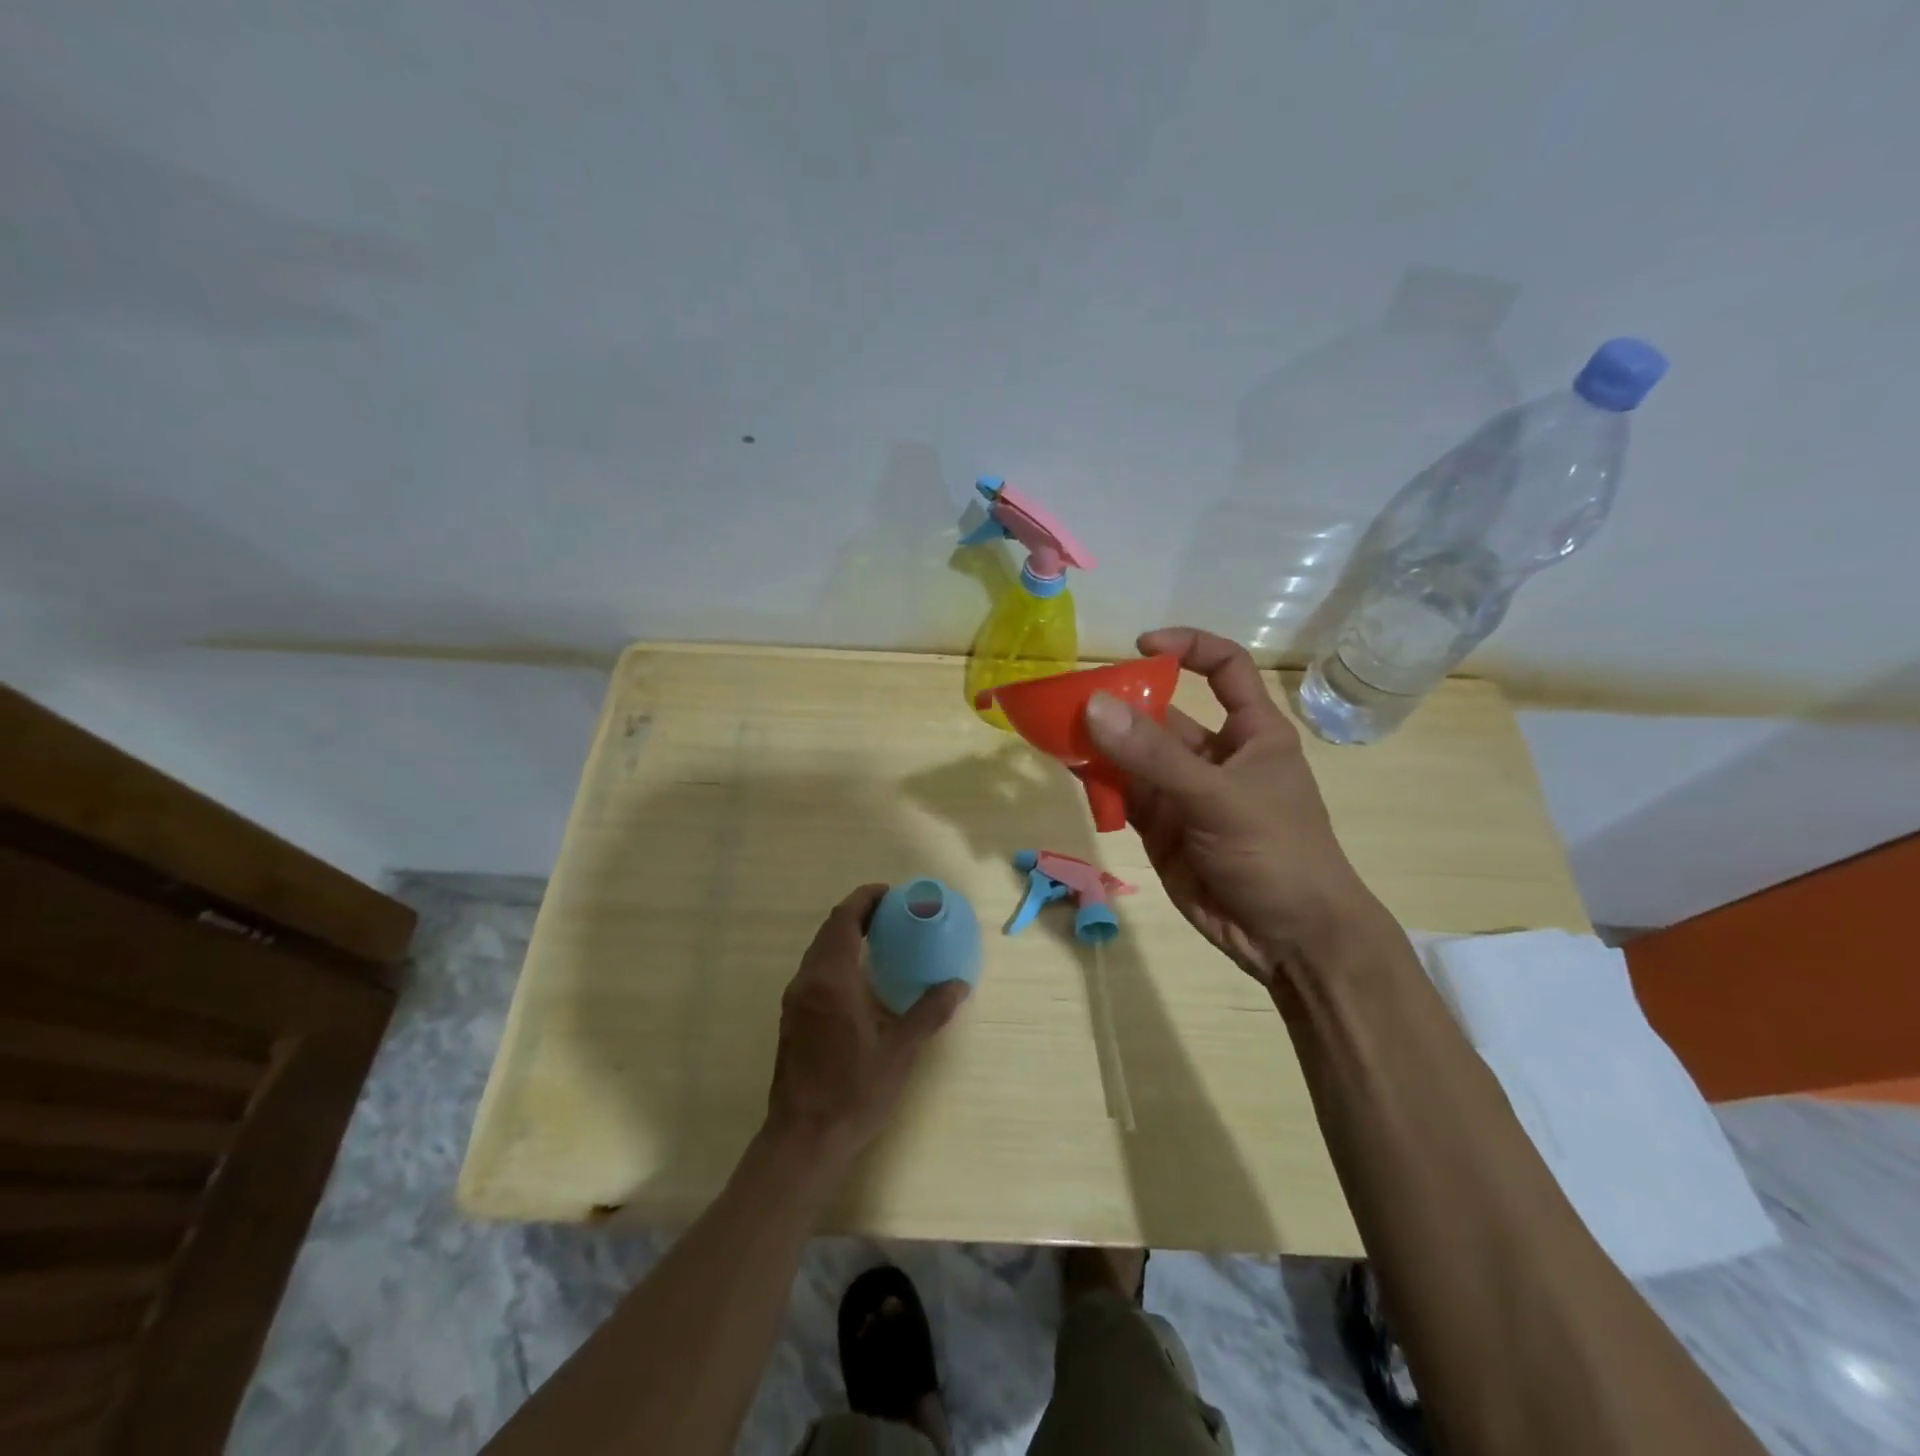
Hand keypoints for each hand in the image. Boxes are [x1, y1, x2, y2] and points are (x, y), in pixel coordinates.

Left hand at [763, 885, 967, 1168]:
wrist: (803, 1139)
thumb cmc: (853, 1092)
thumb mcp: (900, 1051)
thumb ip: (929, 1012)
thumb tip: (958, 984)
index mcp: (831, 979)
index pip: (844, 919)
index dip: (866, 899)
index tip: (893, 895)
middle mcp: (807, 981)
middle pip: (830, 930)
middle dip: (859, 913)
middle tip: (893, 914)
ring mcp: (795, 1000)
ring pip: (819, 950)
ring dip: (846, 935)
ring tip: (881, 939)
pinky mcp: (792, 1018)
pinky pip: (815, 970)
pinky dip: (838, 958)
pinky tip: (861, 978)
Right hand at [1084, 627, 1390, 987]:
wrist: (1289, 941)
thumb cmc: (1277, 854)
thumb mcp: (1218, 798)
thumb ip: (1154, 756)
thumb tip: (1093, 705)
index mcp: (1251, 733)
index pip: (1224, 669)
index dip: (1188, 647)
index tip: (1140, 646)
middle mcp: (1214, 755)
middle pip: (1163, 713)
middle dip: (1121, 703)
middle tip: (1070, 699)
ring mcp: (1184, 792)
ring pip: (1135, 755)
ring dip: (1101, 742)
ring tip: (1056, 730)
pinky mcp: (1161, 826)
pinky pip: (1123, 792)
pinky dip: (1097, 781)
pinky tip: (1069, 769)